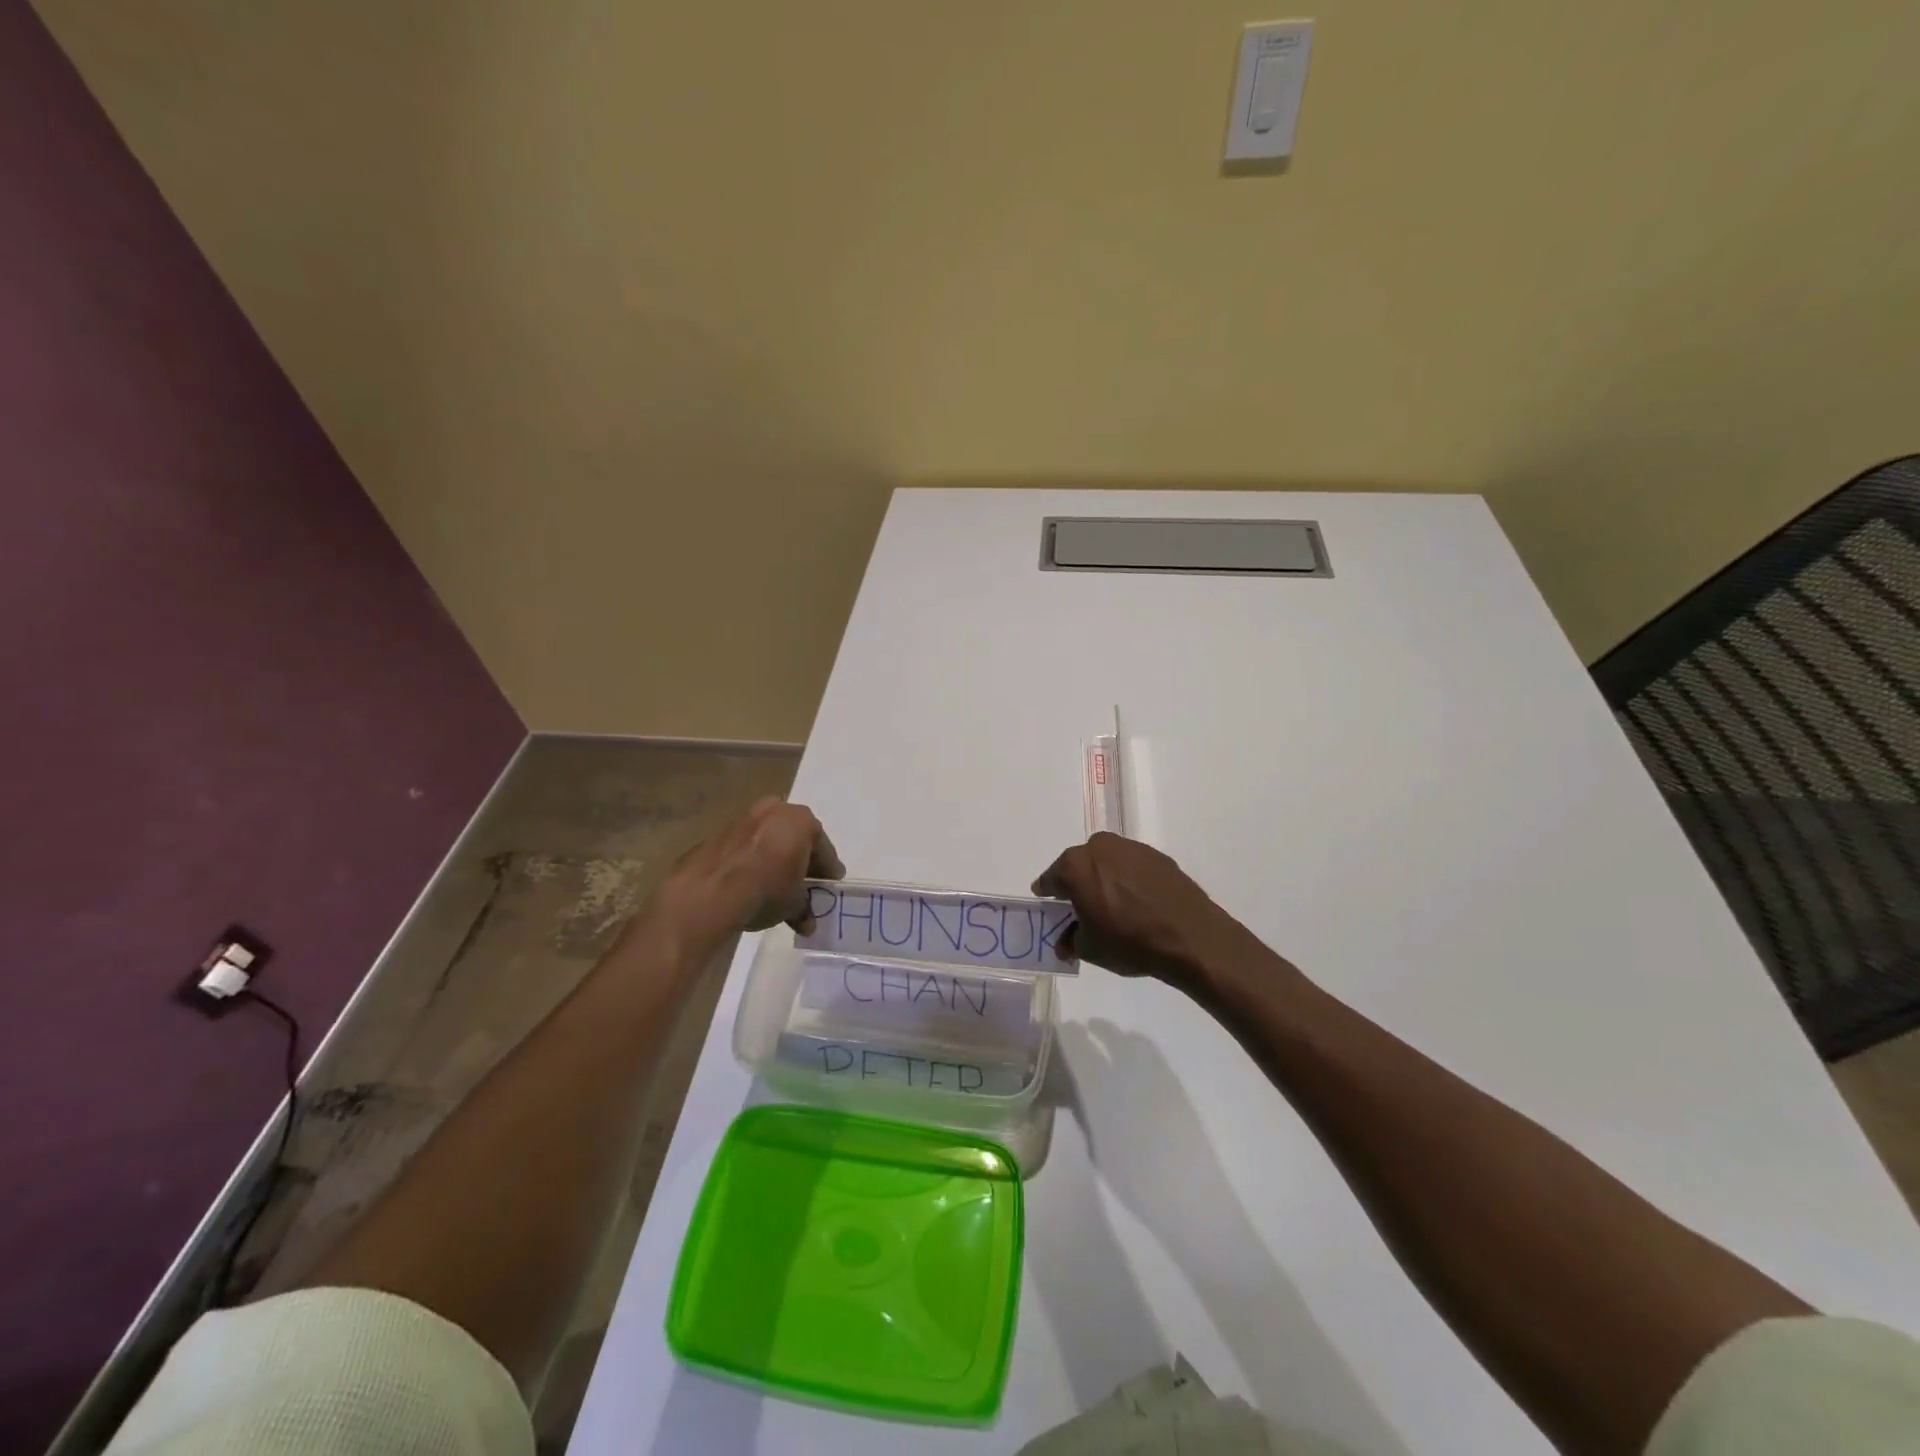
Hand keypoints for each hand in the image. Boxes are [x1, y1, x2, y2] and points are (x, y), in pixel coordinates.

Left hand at [656, 798, 843, 944]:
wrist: (709, 892)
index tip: (830, 882)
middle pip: (796, 837)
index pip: (823, 848)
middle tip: (804, 881)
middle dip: (800, 859)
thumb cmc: (766, 889)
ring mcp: (744, 818)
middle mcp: (775, 811)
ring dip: (774, 858)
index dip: (828, 868)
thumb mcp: (793, 904)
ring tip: (775, 884)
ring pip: (769, 839)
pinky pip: (745, 847)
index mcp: (801, 821)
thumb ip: (804, 908)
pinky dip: (751, 860)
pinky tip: (750, 882)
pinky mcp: (719, 832)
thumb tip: (807, 923)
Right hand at [1032, 832, 1274, 995]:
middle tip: (1084, 909)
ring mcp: (1131, 848)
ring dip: (1104, 879)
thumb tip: (1066, 941)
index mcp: (1074, 866)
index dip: (1048, 895)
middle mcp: (1099, 847)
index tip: (1051, 907)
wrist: (1189, 937)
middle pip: (1078, 865)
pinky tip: (1139, 903)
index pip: (1050, 879)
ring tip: (1115, 907)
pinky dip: (1129, 880)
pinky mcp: (1157, 856)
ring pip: (1106, 862)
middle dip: (1077, 884)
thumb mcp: (1090, 949)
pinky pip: (1132, 866)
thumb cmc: (1129, 942)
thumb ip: (1071, 940)